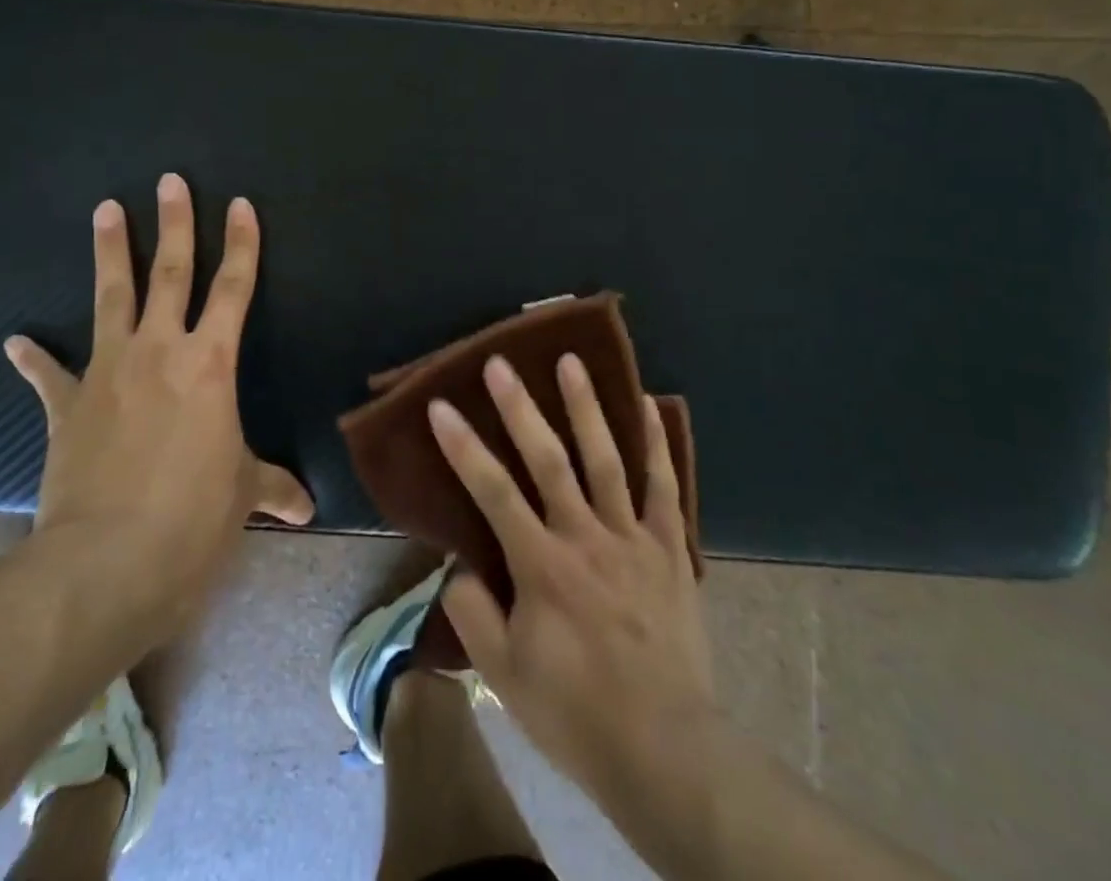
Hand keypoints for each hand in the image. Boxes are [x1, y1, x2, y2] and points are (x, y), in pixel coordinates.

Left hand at [4, 175, 312, 648]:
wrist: (108, 562)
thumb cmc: (193, 517)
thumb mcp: (242, 495)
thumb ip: (272, 487)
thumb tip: (307, 509)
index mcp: (210, 363)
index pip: (234, 288)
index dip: (242, 244)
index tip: (240, 204)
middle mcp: (160, 351)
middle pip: (170, 274)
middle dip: (174, 224)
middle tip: (169, 181)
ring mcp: (108, 372)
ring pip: (111, 298)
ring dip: (110, 252)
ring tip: (105, 209)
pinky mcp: (67, 407)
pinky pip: (50, 375)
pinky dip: (35, 358)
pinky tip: (17, 339)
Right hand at [429, 355, 725, 874]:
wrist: (665, 748)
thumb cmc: (576, 711)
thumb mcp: (506, 674)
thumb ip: (474, 613)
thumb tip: (460, 566)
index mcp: (541, 565)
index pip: (493, 492)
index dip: (463, 446)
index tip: (440, 406)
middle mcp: (585, 537)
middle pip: (548, 459)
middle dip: (520, 407)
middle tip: (500, 363)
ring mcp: (632, 537)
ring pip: (606, 459)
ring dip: (586, 406)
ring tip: (570, 361)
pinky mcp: (669, 548)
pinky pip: (664, 486)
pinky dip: (655, 443)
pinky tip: (648, 404)